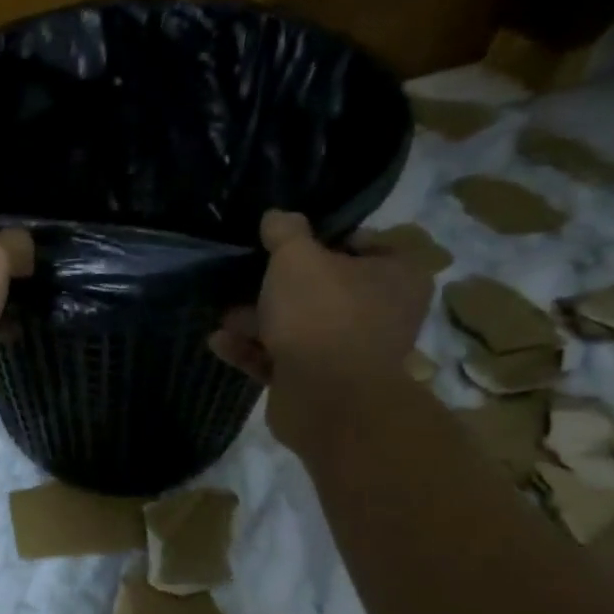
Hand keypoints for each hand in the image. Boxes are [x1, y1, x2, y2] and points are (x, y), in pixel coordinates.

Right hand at [209, 210, 431, 451]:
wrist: (326, 398)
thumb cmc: (322, 315)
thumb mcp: (297, 258)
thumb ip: (286, 233)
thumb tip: (277, 216)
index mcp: (396, 276)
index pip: (363, 245)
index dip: (323, 240)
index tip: (286, 242)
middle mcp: (379, 313)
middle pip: (324, 289)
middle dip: (278, 288)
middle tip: (245, 278)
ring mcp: (348, 353)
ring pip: (298, 327)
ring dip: (258, 321)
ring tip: (223, 314)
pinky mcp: (317, 384)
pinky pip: (281, 359)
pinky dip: (252, 351)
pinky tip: (218, 342)